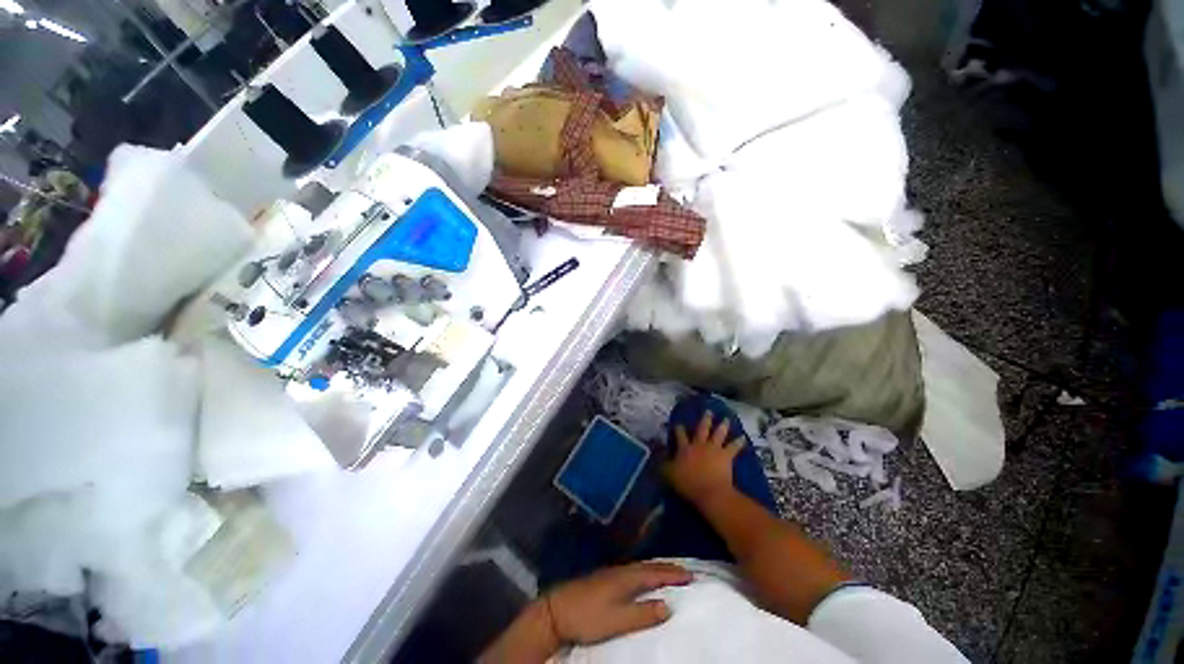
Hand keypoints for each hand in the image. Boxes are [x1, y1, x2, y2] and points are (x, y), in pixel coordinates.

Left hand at [546, 562, 692, 644]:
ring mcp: (611, 572)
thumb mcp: (617, 620)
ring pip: (640, 566)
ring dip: (656, 568)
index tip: (691, 575)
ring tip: (669, 571)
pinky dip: (644, 571)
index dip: (673, 574)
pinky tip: (642, 576)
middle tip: (685, 571)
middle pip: (649, 566)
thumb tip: (669, 606)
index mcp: (627, 578)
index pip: (655, 574)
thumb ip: (643, 614)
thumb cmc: (588, 617)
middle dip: (667, 568)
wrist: (557, 610)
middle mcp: (621, 570)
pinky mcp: (604, 577)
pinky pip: (632, 570)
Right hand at [663, 411, 744, 504]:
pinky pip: (734, 447)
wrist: (710, 491)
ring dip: (722, 426)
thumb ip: (663, 465)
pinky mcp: (726, 456)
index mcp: (685, 448)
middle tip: (708, 411)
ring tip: (726, 419)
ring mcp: (714, 449)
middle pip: (702, 429)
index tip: (679, 424)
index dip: (679, 429)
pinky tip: (743, 437)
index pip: (680, 435)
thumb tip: (658, 457)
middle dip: (705, 420)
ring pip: (718, 434)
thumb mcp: (669, 474)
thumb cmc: (688, 483)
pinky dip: (739, 442)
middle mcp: (699, 445)